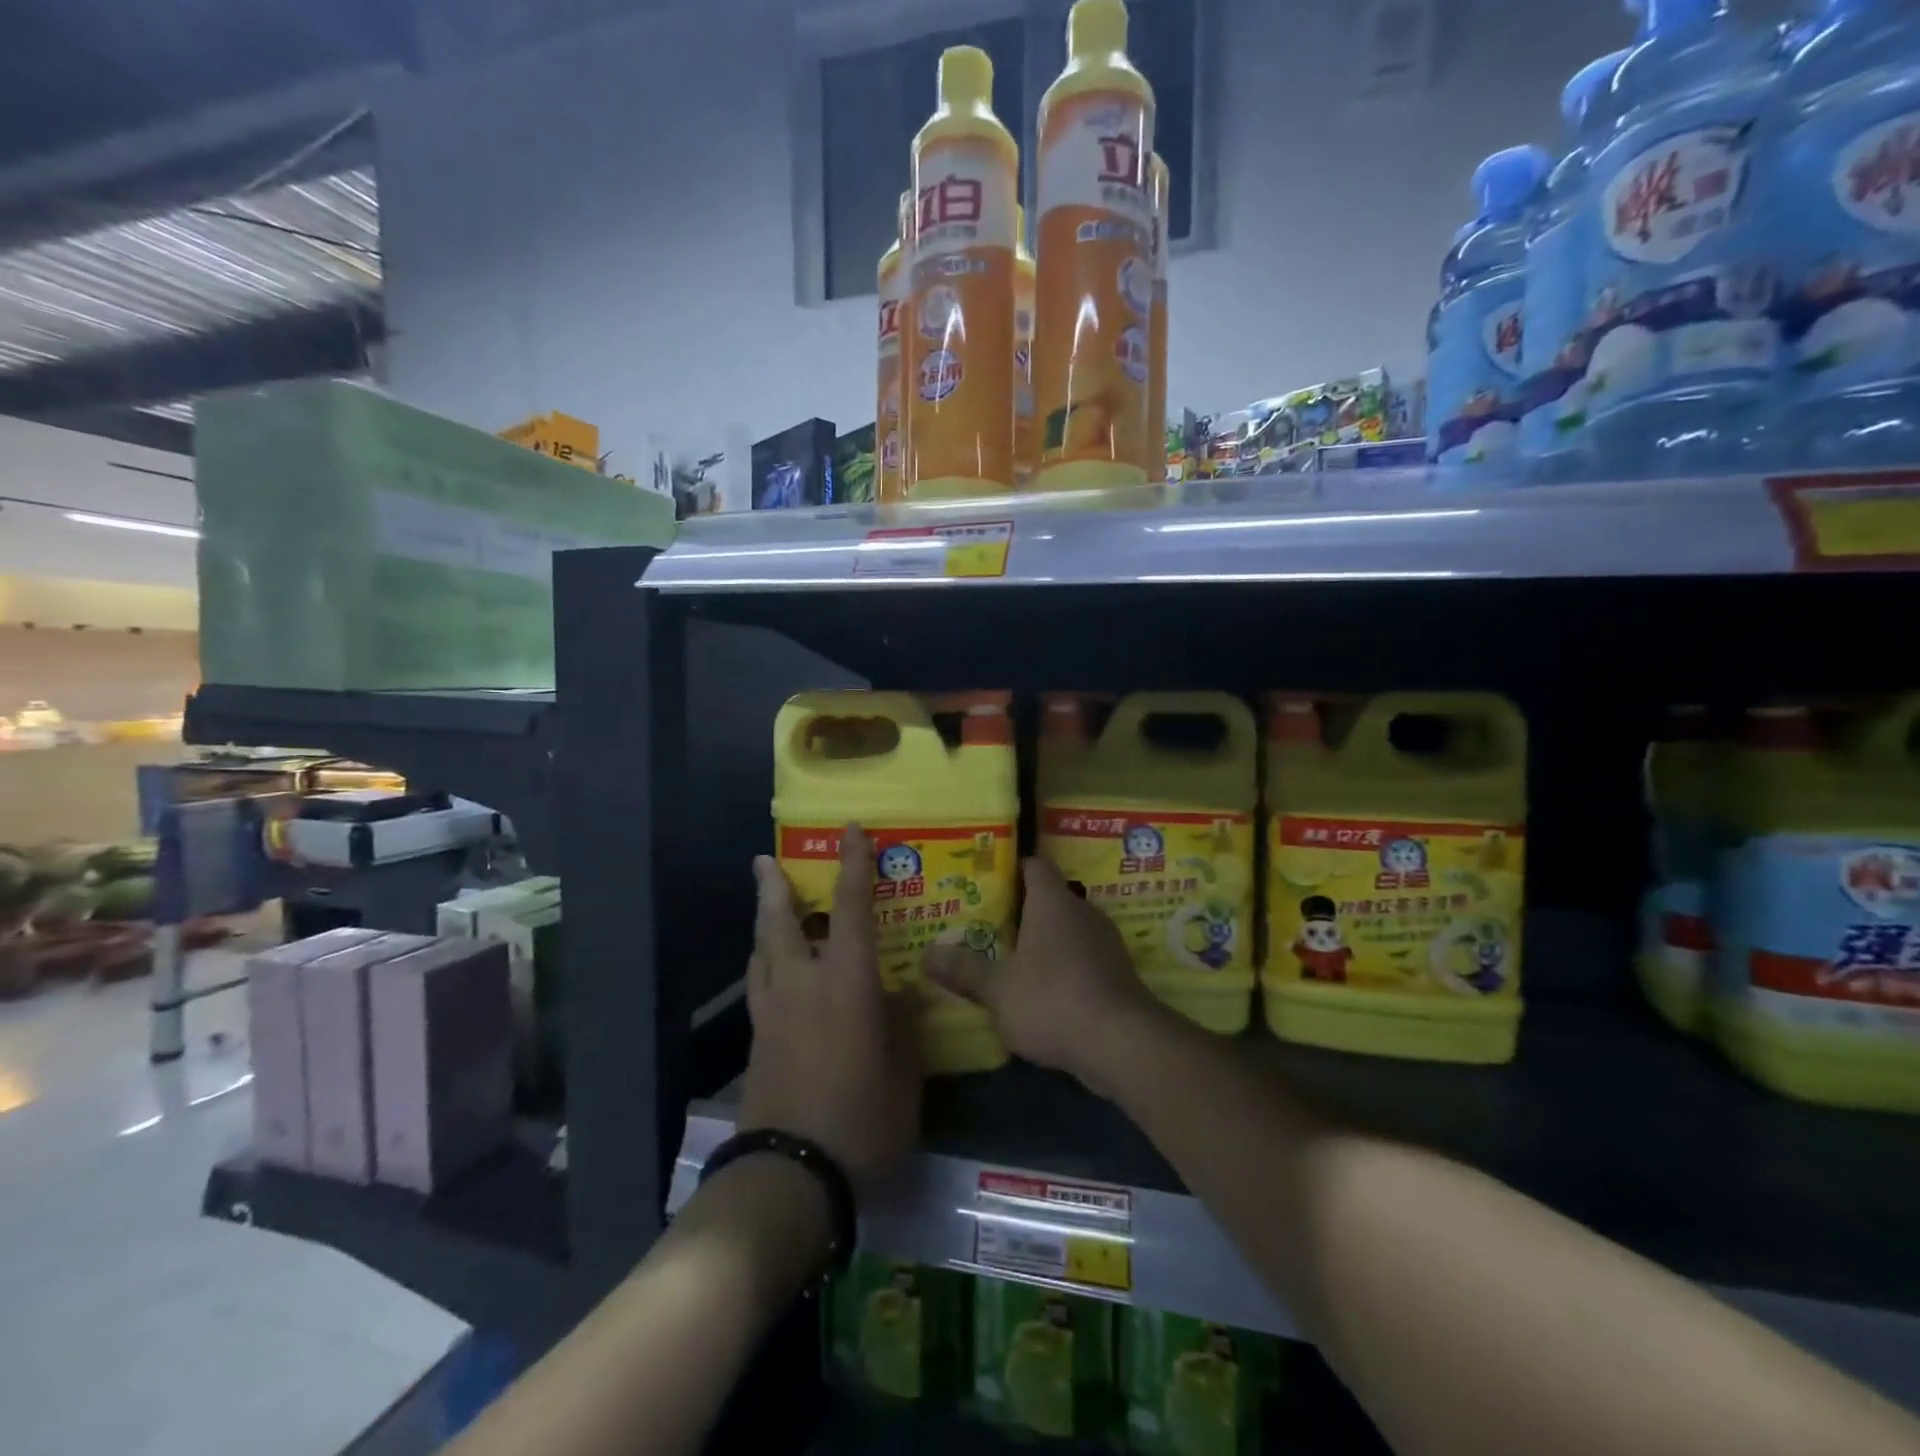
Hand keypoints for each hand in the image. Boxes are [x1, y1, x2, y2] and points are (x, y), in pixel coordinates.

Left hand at [738, 826, 922, 1186]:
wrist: (792, 1173)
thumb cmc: (863, 1115)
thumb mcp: (905, 1071)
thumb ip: (905, 1025)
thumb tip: (906, 994)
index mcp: (846, 981)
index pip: (851, 908)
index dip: (853, 865)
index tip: (850, 831)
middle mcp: (802, 983)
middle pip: (780, 922)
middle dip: (774, 887)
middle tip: (766, 861)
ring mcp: (773, 1012)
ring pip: (761, 952)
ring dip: (764, 924)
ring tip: (770, 911)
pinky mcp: (758, 1042)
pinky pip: (760, 986)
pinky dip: (764, 965)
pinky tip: (774, 974)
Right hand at [927, 856, 1168, 1097]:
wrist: (1122, 1043)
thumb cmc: (1053, 999)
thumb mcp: (998, 989)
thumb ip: (964, 970)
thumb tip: (927, 954)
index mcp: (1052, 901)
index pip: (1034, 865)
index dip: (1011, 869)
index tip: (986, 881)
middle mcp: (1083, 911)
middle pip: (1050, 898)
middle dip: (1021, 911)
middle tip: (987, 924)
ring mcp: (1105, 942)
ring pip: (1067, 931)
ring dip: (1044, 942)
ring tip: (1009, 959)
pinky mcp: (1117, 973)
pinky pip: (1083, 958)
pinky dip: (1063, 968)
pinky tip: (1043, 992)